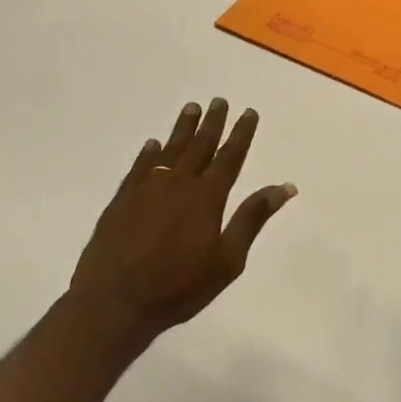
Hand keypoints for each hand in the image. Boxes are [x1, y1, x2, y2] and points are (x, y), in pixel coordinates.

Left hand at [69, 99, 296, 349]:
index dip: (240, 134)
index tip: (248, 112)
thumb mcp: (228, 259)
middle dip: (212, 123)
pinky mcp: (122, 200)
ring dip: (182, 129)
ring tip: (191, 108)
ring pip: (168, 150)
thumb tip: (285, 187)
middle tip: (219, 101)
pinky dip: (148, 154)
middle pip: (199, 146)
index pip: (229, 158)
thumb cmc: (179, 286)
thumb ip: (252, 218)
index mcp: (207, 197)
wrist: (115, 300)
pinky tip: (152, 144)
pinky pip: (139, 167)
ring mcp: (146, 189)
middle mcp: (178, 184)